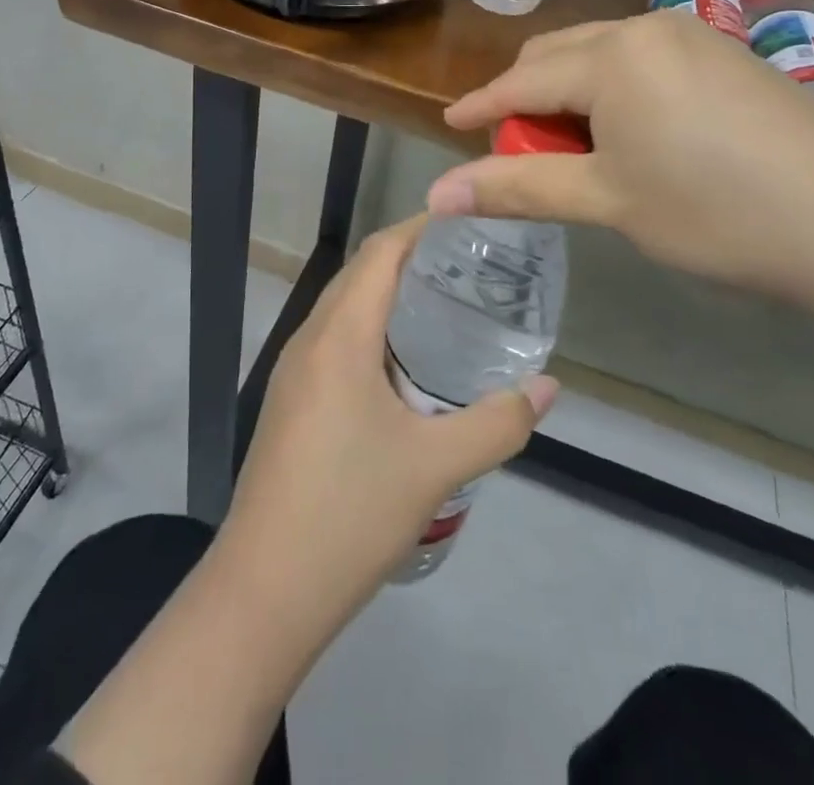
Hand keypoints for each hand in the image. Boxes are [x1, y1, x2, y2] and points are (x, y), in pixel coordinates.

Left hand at [219, 216, 558, 623]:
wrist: (264, 590)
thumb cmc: (350, 514)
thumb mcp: (435, 467)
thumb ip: (499, 422)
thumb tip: (549, 387)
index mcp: (340, 335)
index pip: (381, 252)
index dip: (421, 227)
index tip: (469, 222)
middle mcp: (310, 338)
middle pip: (361, 272)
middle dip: (412, 257)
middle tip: (470, 265)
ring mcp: (294, 370)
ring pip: (345, 306)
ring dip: (389, 294)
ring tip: (446, 306)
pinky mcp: (291, 400)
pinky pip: (335, 339)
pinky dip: (372, 329)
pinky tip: (406, 366)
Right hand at [429, 10, 813, 307]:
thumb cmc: (717, 211)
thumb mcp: (608, 201)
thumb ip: (517, 188)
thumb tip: (436, 196)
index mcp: (611, 56)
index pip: (521, 81)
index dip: (480, 107)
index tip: (448, 127)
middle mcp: (646, 29)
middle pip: (557, 57)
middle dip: (528, 101)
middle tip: (520, 154)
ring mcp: (692, 36)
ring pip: (600, 56)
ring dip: (572, 96)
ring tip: (577, 152)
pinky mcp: (725, 54)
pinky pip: (642, 61)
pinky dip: (615, 93)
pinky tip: (633, 136)